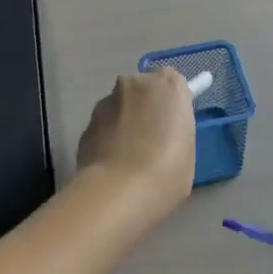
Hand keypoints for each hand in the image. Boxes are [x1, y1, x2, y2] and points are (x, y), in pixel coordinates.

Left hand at [76, 66, 196, 215]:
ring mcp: (105, 103)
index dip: (172, 104)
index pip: (173, 82)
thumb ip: (175, 128)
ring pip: (120, 108)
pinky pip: (103, 127)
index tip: (173, 124)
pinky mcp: (85, 124)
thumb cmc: (167, 170)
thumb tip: (162, 131)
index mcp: (168, 85)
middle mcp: (134, 84)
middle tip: (153, 141)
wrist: (119, 191)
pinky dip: (108, 140)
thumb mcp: (187, 147)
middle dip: (146, 109)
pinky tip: (114, 166)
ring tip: (130, 158)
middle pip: (143, 91)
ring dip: (124, 124)